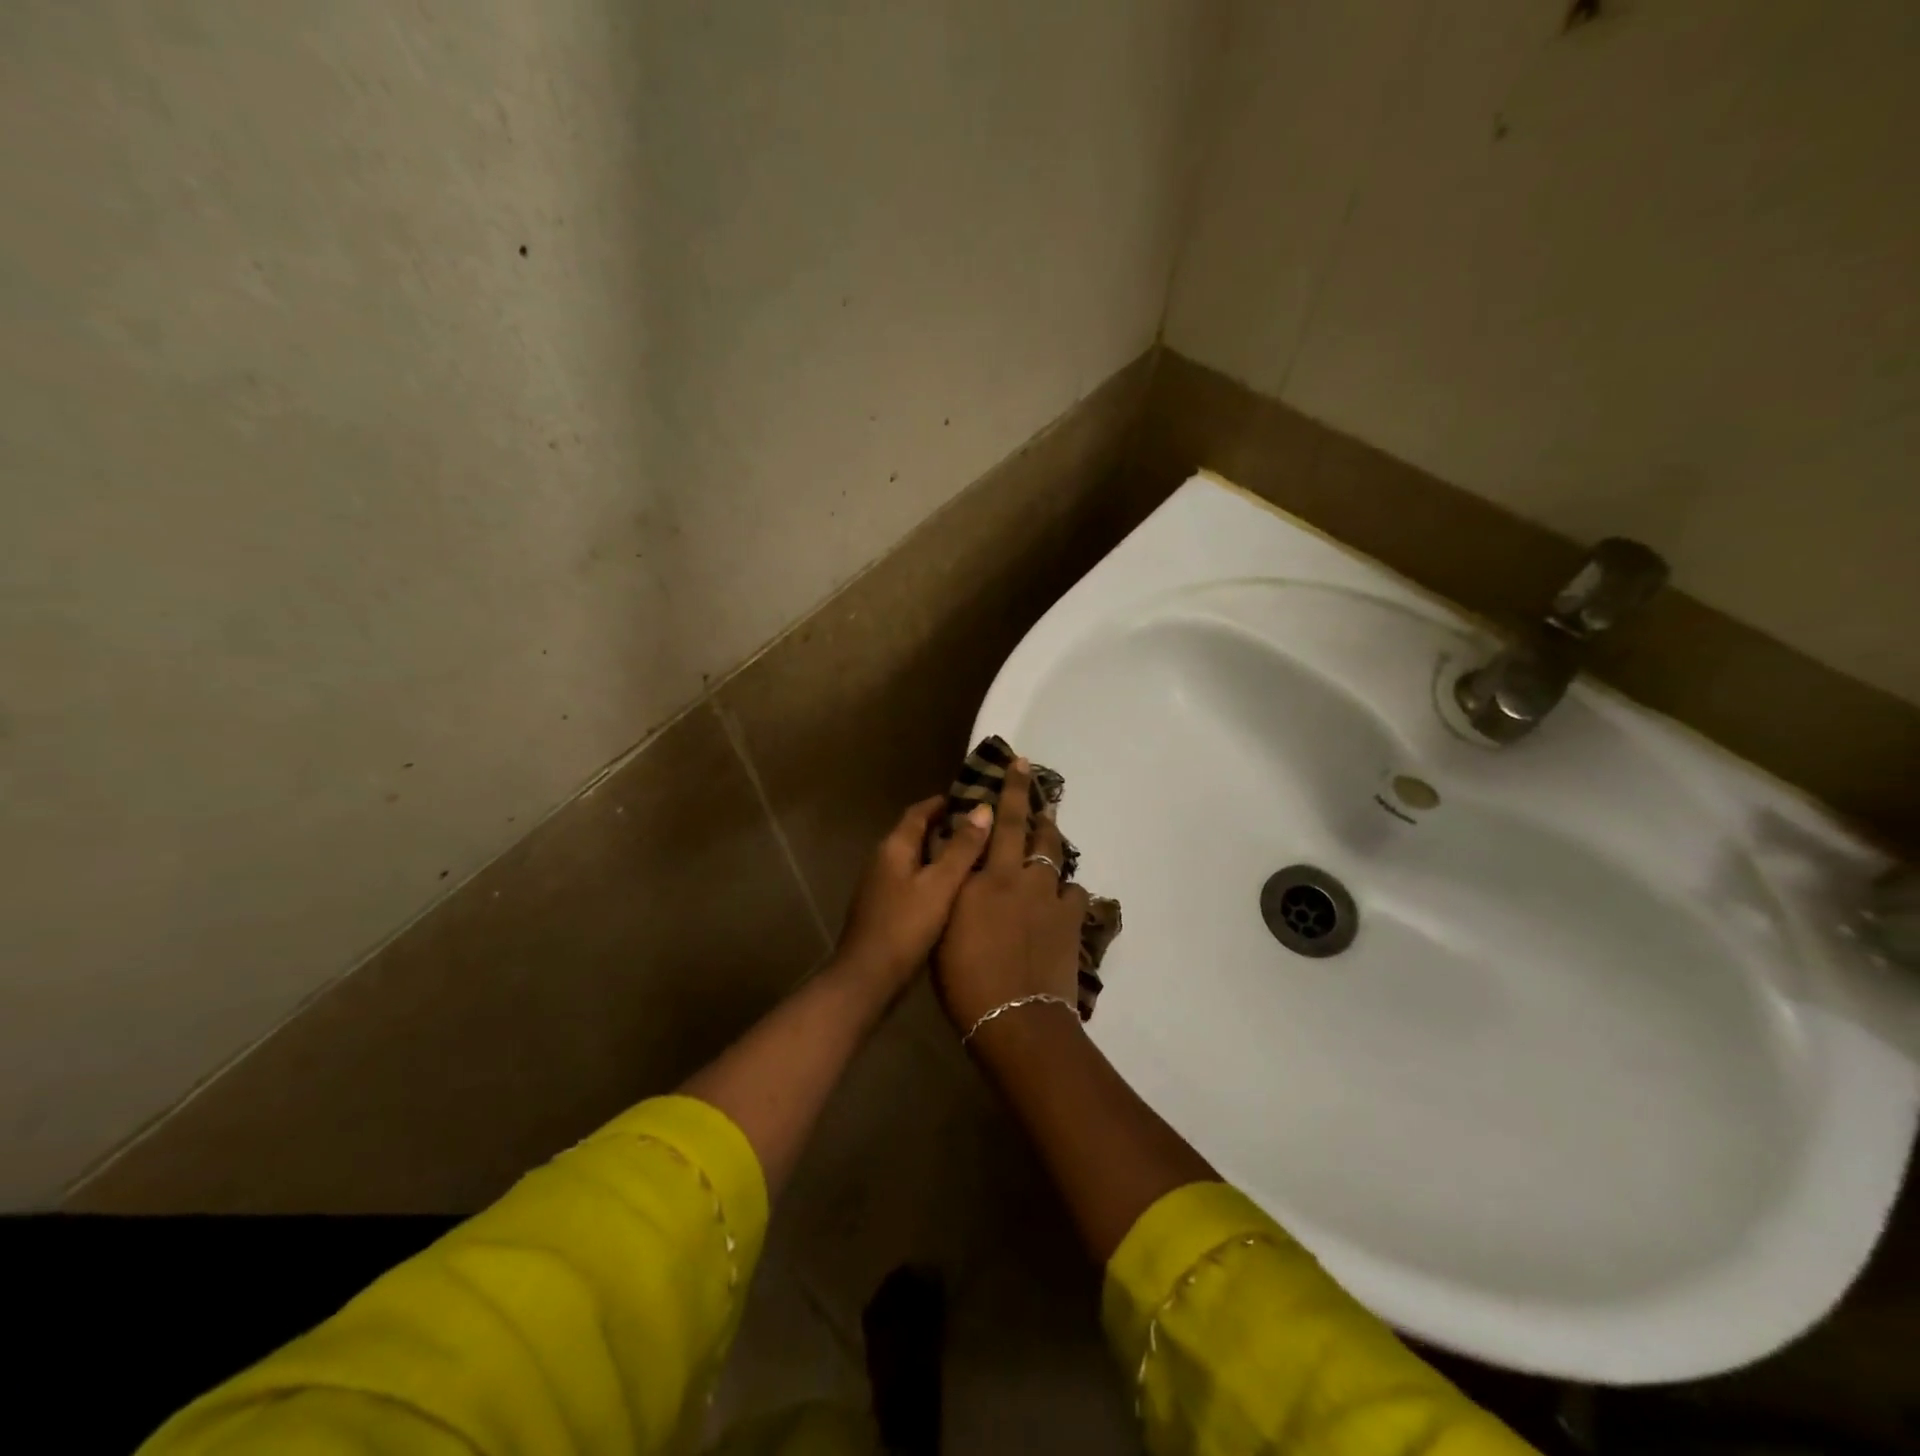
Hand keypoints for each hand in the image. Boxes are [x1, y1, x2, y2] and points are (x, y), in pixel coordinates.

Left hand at [832, 794, 992, 998]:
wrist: (867, 979)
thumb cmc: (905, 926)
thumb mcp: (940, 885)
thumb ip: (962, 848)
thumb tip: (983, 809)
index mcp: (894, 847)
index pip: (919, 812)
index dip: (944, 802)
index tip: (973, 798)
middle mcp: (883, 859)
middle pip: (916, 833)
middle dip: (946, 826)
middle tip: (982, 827)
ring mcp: (881, 885)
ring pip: (915, 858)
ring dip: (941, 852)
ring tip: (976, 855)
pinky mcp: (885, 908)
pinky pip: (913, 880)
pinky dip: (934, 876)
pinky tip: (956, 889)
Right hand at [934, 759, 1090, 1032]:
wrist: (1017, 1019)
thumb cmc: (965, 980)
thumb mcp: (945, 930)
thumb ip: (955, 891)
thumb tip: (960, 864)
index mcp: (984, 879)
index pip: (993, 823)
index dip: (1005, 791)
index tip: (1015, 764)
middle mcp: (1019, 878)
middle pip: (1028, 828)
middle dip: (1028, 796)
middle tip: (1031, 776)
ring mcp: (1050, 898)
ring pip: (1054, 855)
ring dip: (1049, 838)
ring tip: (1047, 828)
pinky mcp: (1071, 921)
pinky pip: (1072, 893)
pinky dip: (1065, 889)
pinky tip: (1061, 896)